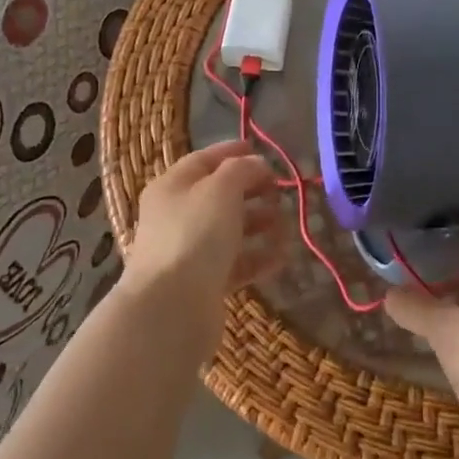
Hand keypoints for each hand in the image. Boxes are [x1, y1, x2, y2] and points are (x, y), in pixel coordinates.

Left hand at [123, 141, 285, 340]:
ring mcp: (188, 251)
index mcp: (172, 186)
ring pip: (229, 230)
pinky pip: (235, 264)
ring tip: (286, 226)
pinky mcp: (202, 283)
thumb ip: (241, 170)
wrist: (171, 306)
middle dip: (252, 191)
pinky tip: (281, 257)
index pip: (203, 160)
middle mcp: (176, 216)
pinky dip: (258, 258)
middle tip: (281, 192)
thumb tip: (256, 165)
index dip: (232, 152)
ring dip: (259, 225)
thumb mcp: (220, 189)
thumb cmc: (194, 235)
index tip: (262, 151)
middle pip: (218, 196)